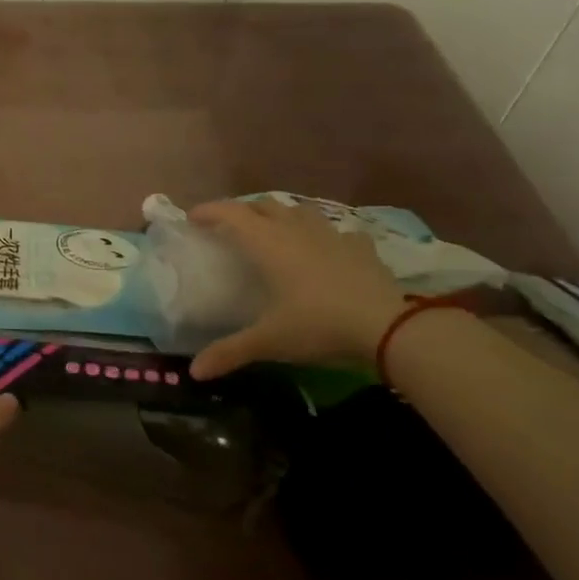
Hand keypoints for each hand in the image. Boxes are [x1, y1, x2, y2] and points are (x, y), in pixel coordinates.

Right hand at [187, 198, 406, 378]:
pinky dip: (322, 236)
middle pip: (263, 206)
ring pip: (298, 211)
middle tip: (228, 228)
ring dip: (280, 216)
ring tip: (273, 233)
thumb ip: (229, 352)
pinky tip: (324, 250)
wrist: (387, 327)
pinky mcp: (359, 246)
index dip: (209, 211)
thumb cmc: (318, 326)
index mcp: (268, 244)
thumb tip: (193, 373)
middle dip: (242, 211)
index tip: (191, 218)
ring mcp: (331, 234)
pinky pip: (335, 231)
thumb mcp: (269, 341)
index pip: (231, 214)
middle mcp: (296, 230)